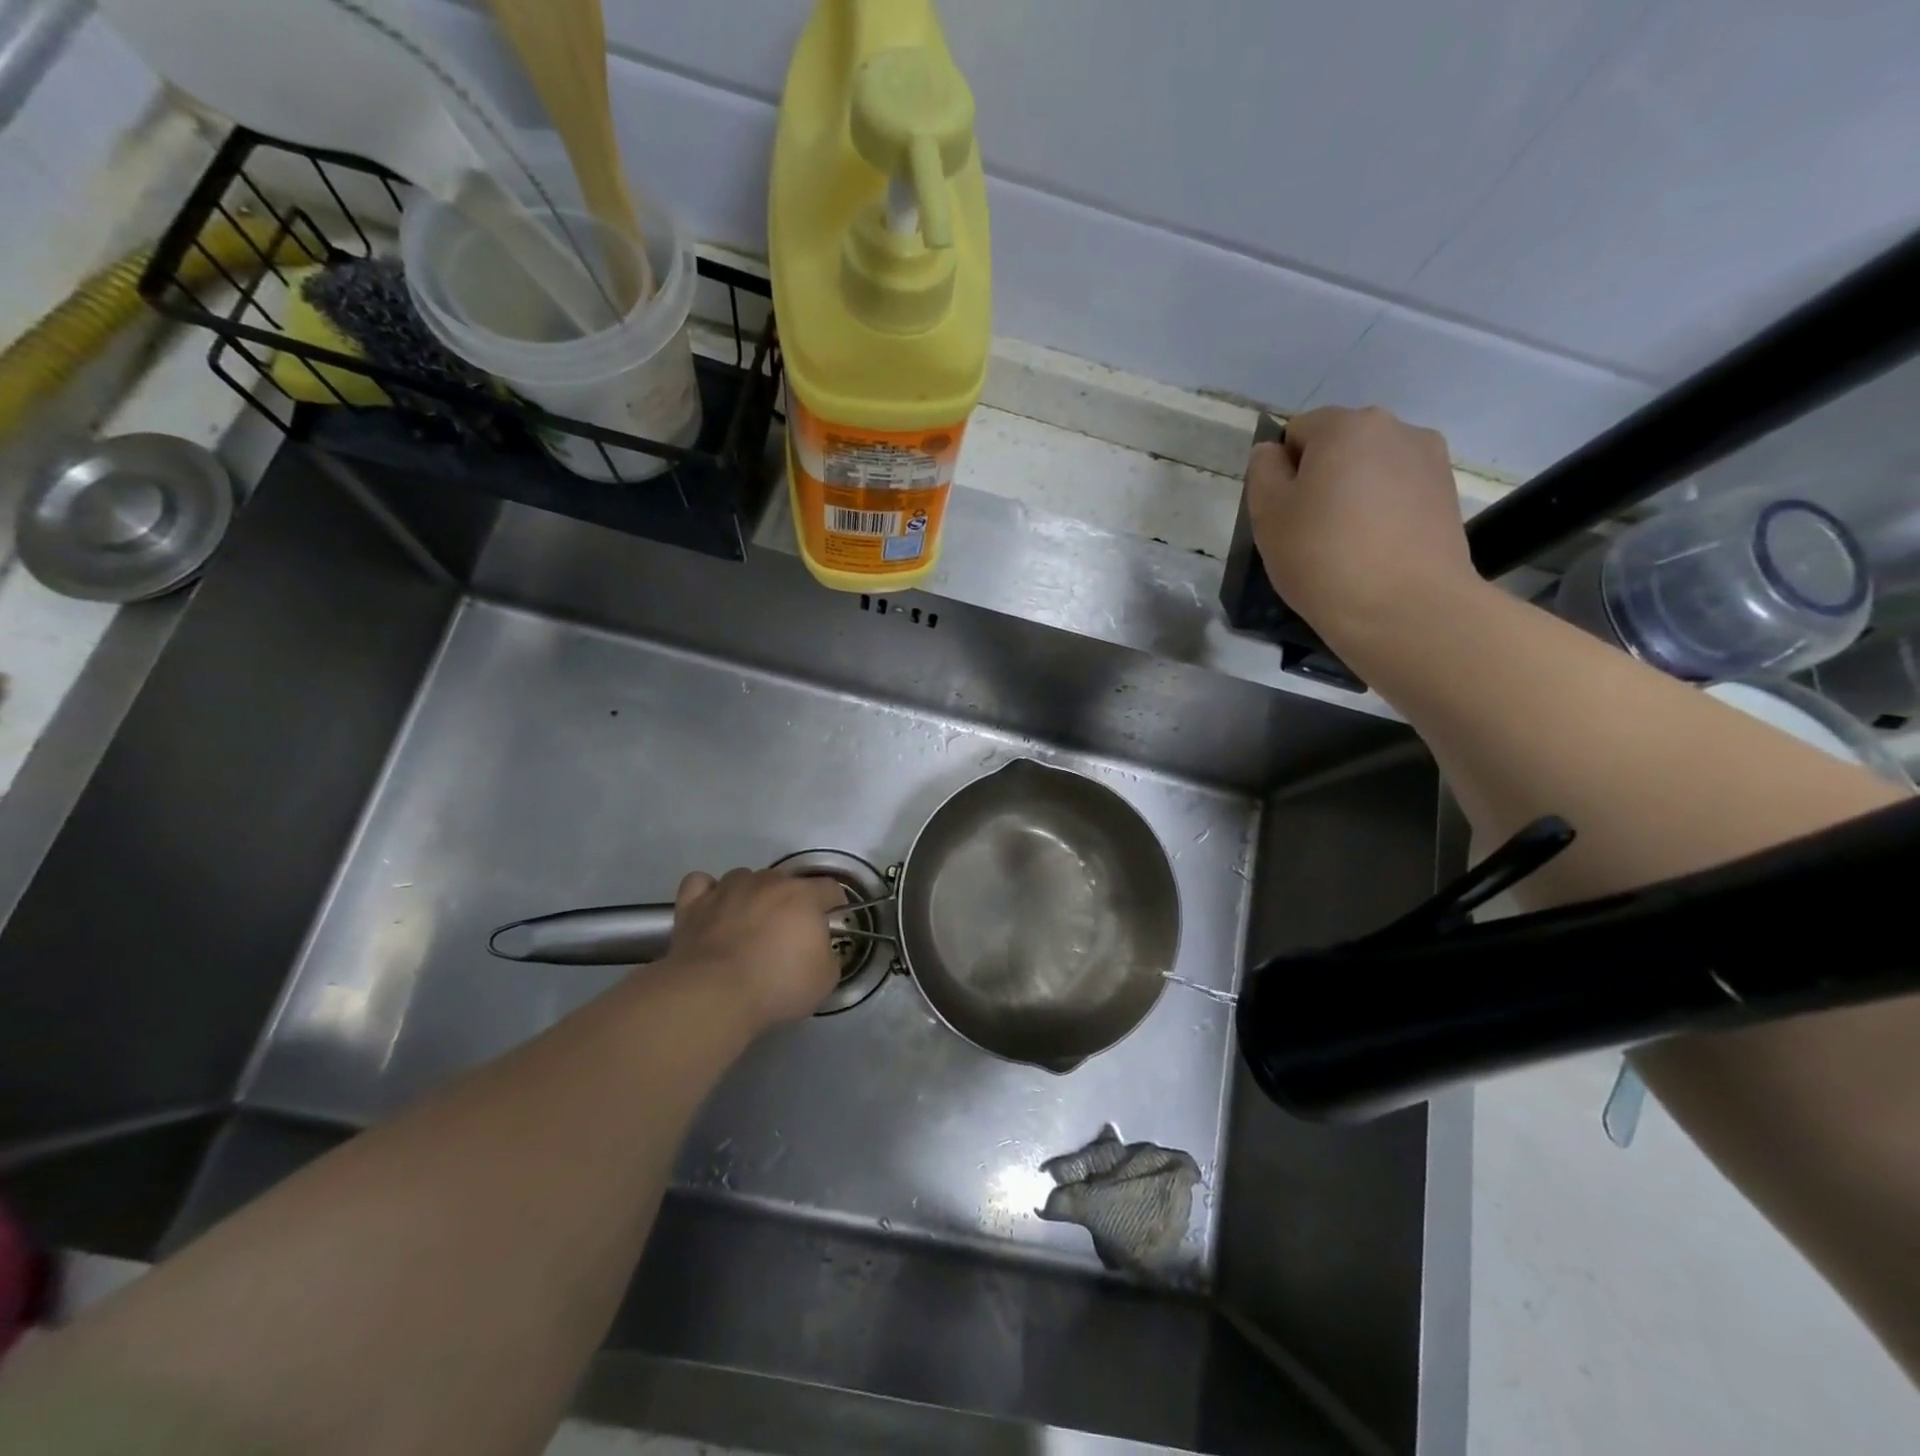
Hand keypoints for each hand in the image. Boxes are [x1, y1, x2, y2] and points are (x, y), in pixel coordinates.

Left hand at [669, 868, 846, 1028]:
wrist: (714, 995)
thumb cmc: (777, 985)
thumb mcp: (825, 979)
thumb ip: (827, 954)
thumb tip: (816, 948)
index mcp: (803, 895)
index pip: (829, 887)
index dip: (833, 904)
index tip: (830, 923)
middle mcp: (766, 882)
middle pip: (785, 881)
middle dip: (790, 902)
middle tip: (786, 934)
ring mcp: (727, 889)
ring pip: (744, 878)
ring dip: (751, 895)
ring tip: (747, 924)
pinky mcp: (693, 904)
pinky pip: (702, 884)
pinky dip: (709, 893)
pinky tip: (713, 910)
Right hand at [1246, 406, 1483, 649]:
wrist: (1405, 609)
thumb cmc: (1323, 557)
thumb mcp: (1268, 515)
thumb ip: (1263, 472)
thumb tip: (1273, 453)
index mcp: (1346, 426)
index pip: (1298, 430)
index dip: (1282, 470)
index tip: (1283, 512)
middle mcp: (1396, 429)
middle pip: (1340, 445)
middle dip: (1321, 477)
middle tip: (1309, 530)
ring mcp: (1430, 460)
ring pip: (1372, 469)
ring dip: (1354, 493)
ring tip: (1347, 544)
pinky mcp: (1448, 495)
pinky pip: (1399, 493)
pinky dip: (1382, 512)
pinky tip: (1376, 551)